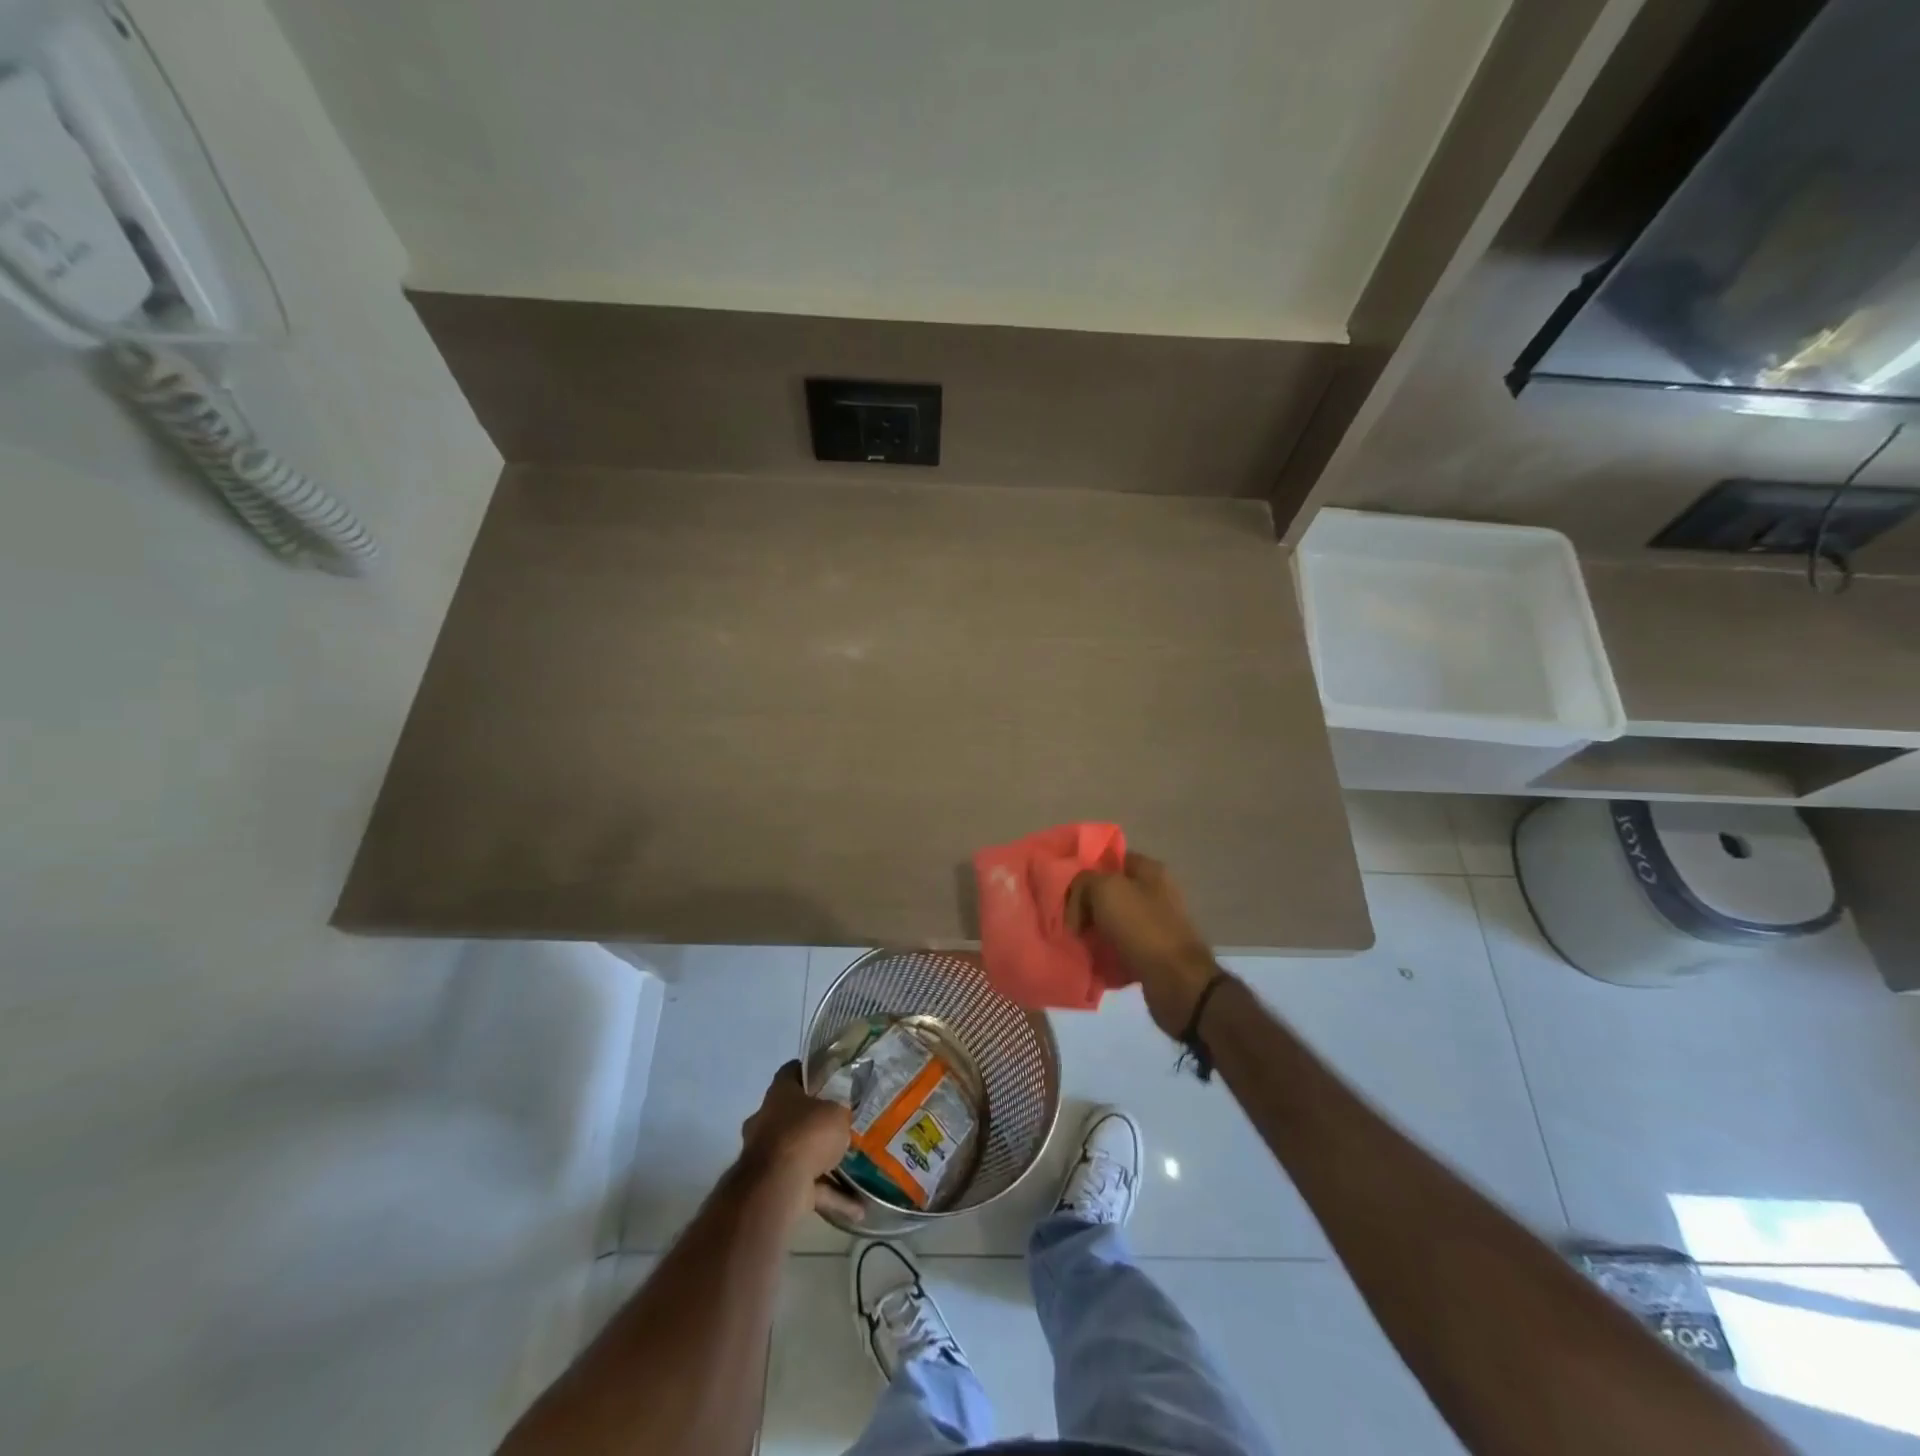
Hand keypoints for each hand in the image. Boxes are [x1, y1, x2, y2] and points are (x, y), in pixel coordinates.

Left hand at [740, 1060, 862, 1223]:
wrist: (776, 1185)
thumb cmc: (805, 1133)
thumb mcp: (836, 1112)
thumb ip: (839, 1112)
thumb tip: (841, 1116)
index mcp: (779, 1093)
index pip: (792, 1072)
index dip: (812, 1072)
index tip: (832, 1077)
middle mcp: (768, 1121)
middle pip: (795, 1115)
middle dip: (817, 1123)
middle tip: (844, 1125)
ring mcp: (768, 1156)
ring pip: (801, 1154)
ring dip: (826, 1164)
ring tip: (858, 1170)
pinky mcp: (774, 1186)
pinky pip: (808, 1188)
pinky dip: (831, 1197)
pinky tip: (858, 1208)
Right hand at [1068, 852, 1219, 1037]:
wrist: (1176, 981)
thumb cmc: (1141, 927)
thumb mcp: (1104, 889)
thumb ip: (1084, 882)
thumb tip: (1077, 903)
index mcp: (1149, 870)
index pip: (1110, 859)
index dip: (1086, 870)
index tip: (1066, 889)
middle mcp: (1155, 893)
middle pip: (1108, 892)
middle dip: (1085, 906)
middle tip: (1068, 923)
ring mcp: (1156, 924)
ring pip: (1112, 922)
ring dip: (1093, 933)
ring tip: (1076, 945)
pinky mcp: (1153, 953)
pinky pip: (1120, 948)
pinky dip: (1105, 955)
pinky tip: (1092, 962)